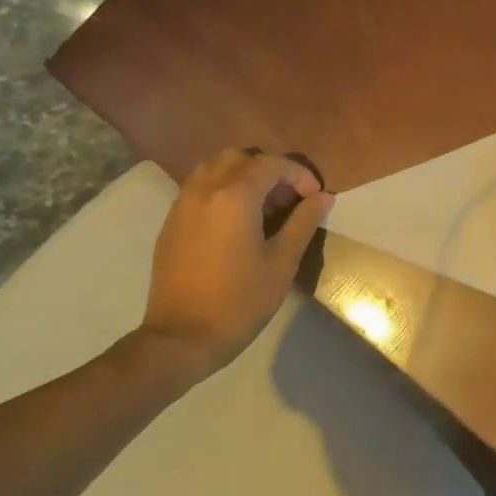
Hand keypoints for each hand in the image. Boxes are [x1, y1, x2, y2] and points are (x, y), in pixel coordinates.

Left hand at [142, 149, 332, 373]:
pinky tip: (236, 223)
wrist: (182, 338)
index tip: (314, 199)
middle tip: (288, 200)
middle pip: (241, 157)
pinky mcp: (171, 222)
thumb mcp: (282, 262)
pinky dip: (222, 189)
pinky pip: (199, 187)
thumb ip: (304, 222)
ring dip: (243, 176)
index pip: (272, 164)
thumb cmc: (239, 301)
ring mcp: (182, 204)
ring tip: (262, 208)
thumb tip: (323, 197)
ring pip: (215, 167)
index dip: (299, 175)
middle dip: (270, 170)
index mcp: (234, 197)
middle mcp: (205, 189)